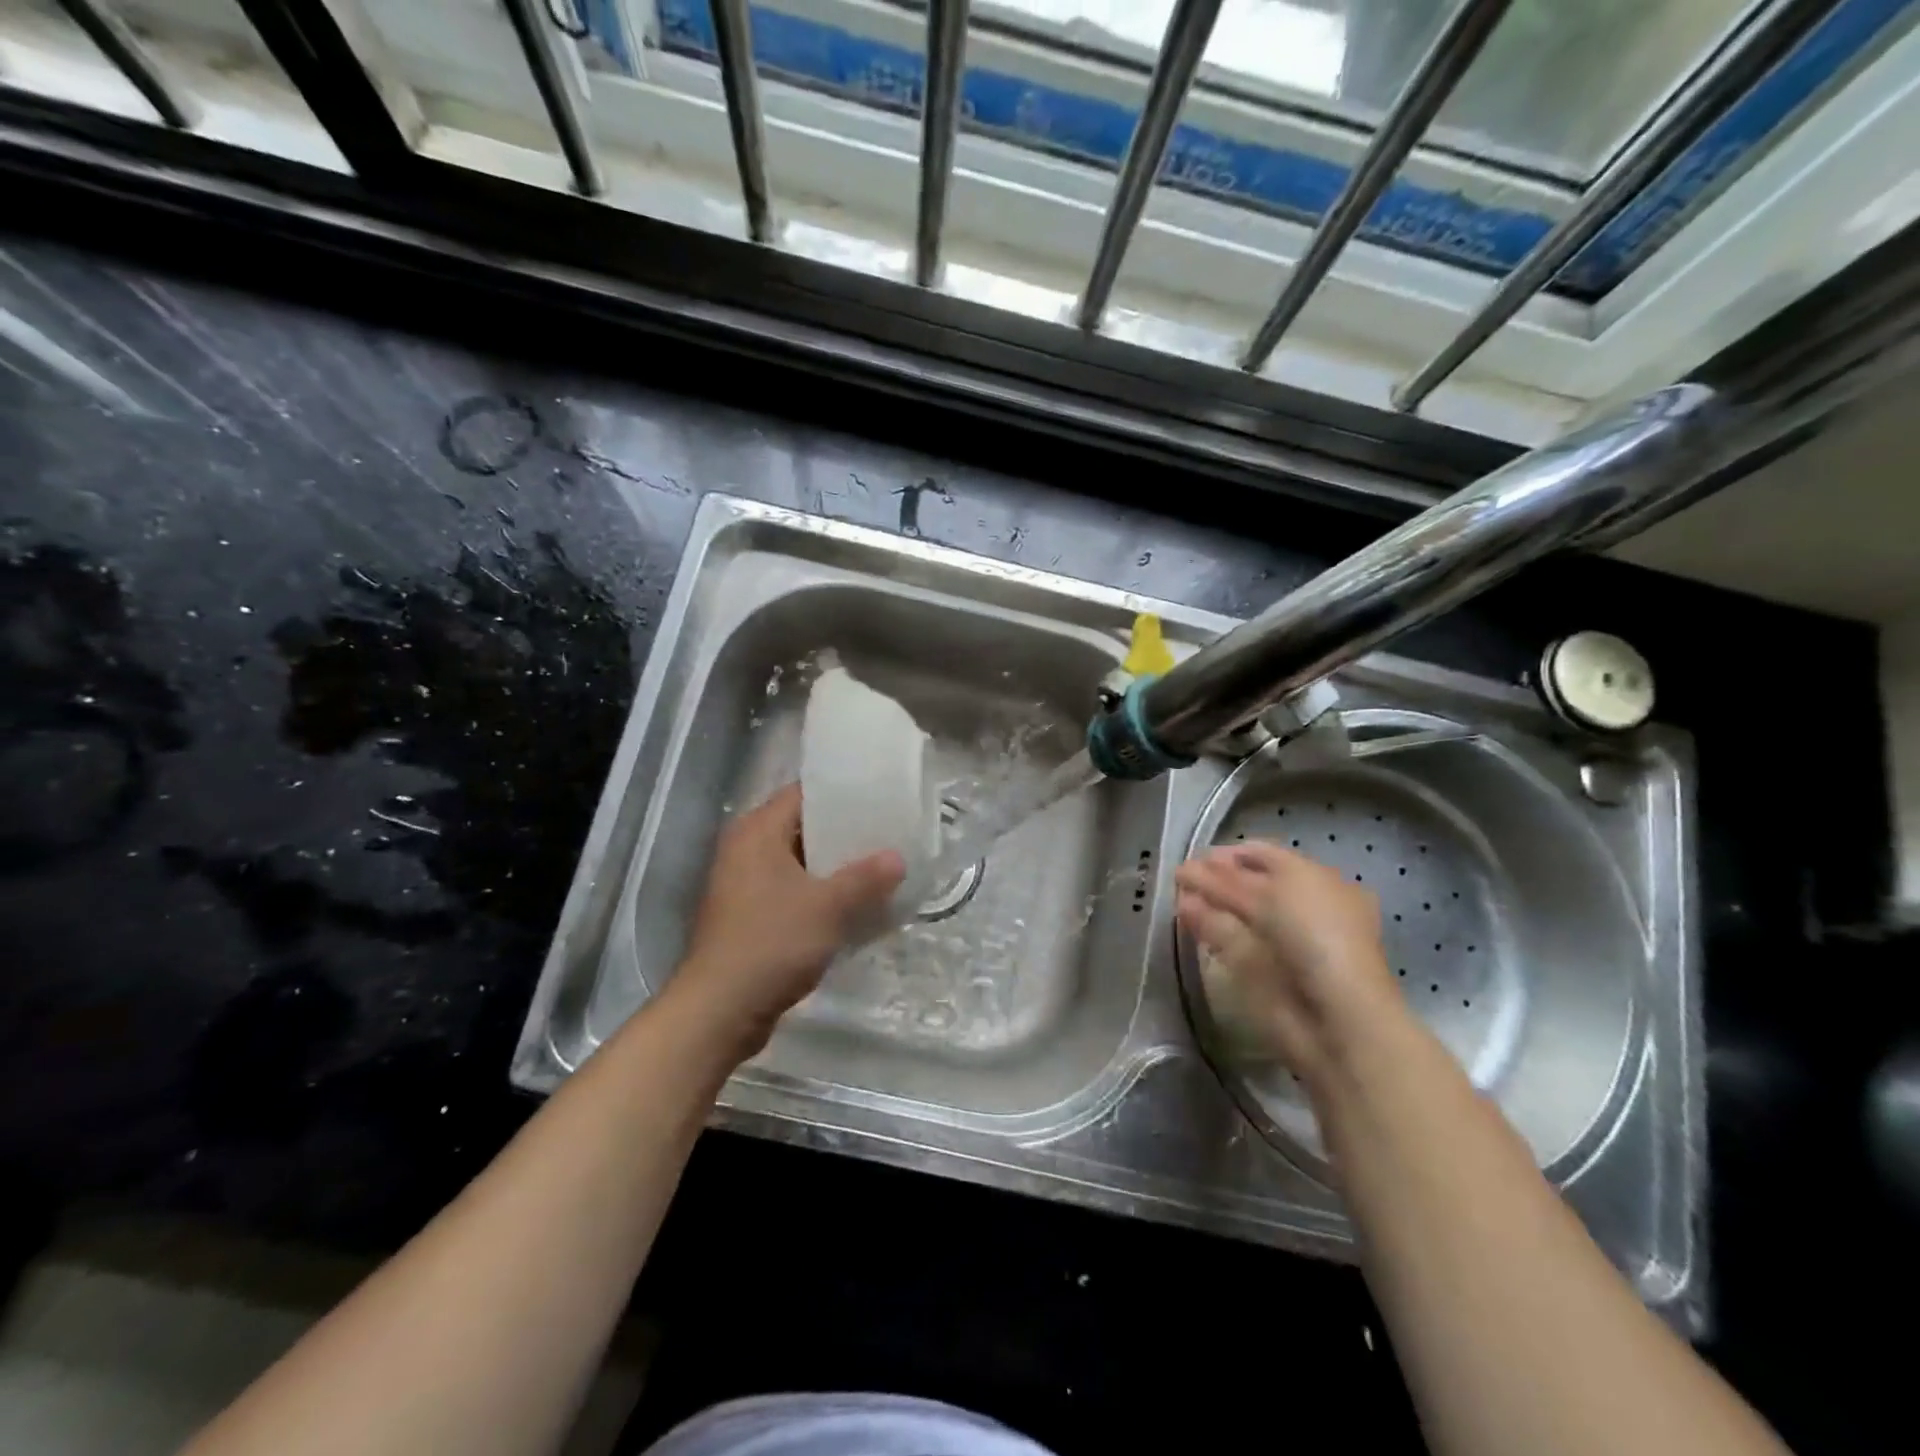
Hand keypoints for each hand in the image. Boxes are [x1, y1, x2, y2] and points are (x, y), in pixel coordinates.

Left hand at [669, 783, 904, 1059]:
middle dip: (843, 833)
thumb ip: (866, 878)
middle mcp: (745, 850)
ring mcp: (744, 885)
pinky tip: (854, 905)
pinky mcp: (748, 916)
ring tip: (878, 867)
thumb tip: (897, 857)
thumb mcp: (829, 907)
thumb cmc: (771, 943)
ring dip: (834, 867)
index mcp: (757, 832)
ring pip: (798, 863)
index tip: (879, 798)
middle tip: (886, 834)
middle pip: (802, 827)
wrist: (720, 1011)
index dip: (841, 793)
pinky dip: (819, 894)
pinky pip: (792, 891)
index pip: (803, 793)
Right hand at [1175, 839, 1402, 1087]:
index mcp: (1319, 884)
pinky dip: (1207, 927)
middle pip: (1248, 885)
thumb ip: (1228, 880)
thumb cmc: (1319, 935)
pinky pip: (1230, 941)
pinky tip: (1185, 916)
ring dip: (1207, 901)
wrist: (1335, 1014)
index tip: (1199, 856)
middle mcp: (1300, 910)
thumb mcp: (1276, 892)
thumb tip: (1189, 870)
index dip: (1234, 854)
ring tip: (1177, 894)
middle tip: (1182, 875)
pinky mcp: (1260, 972)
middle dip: (1216, 878)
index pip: (1268, 858)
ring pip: (1235, 913)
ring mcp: (1279, 942)